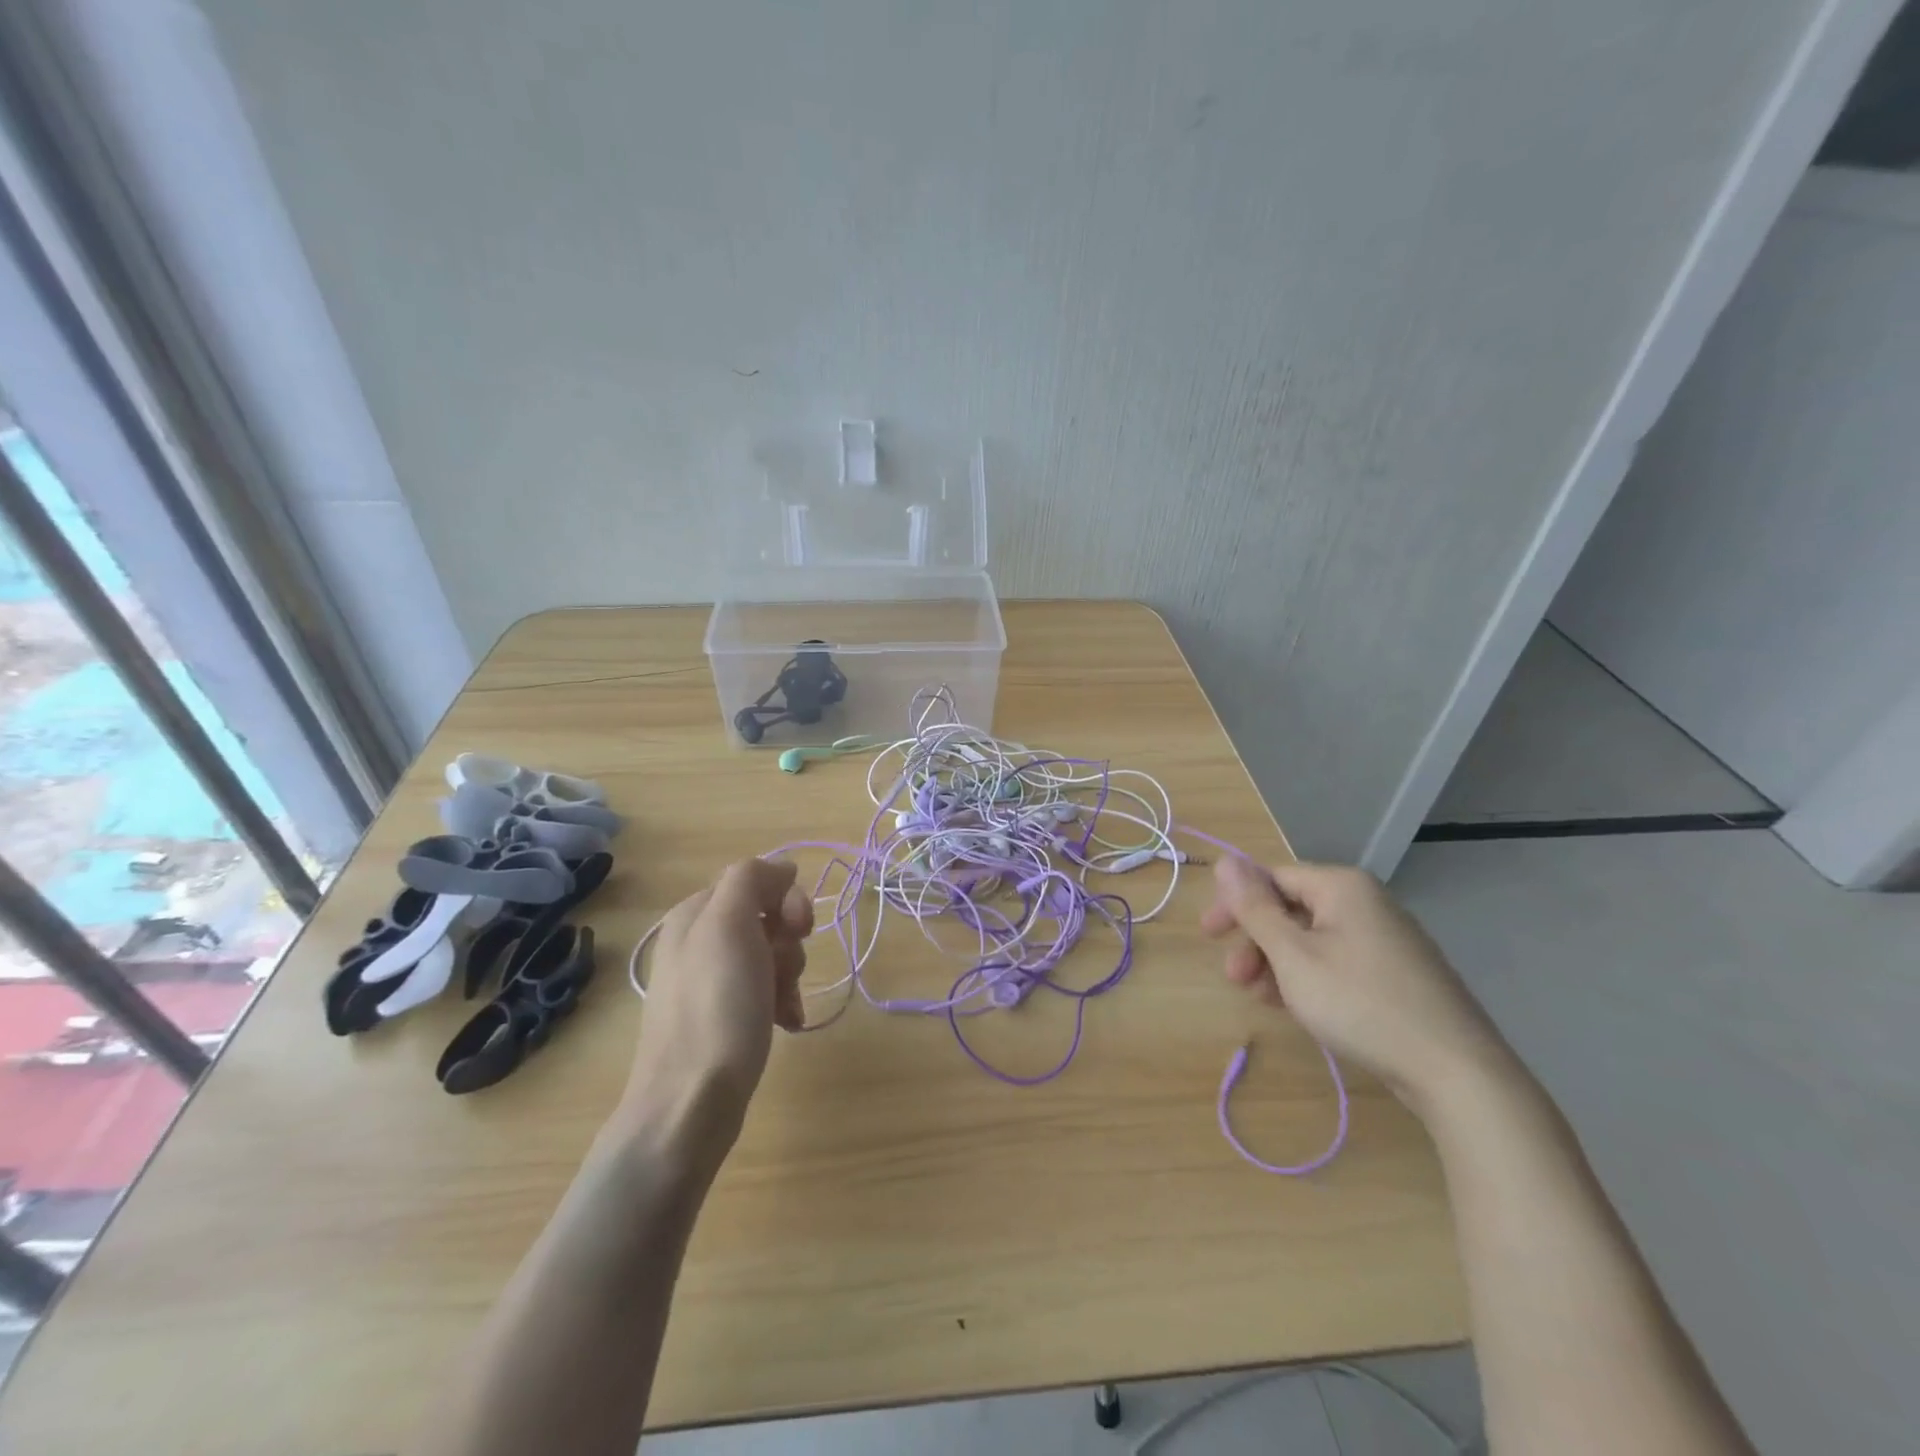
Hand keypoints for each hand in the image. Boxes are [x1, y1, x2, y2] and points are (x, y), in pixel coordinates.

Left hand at [617, 859, 812, 1172]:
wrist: (690, 1104)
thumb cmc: (716, 1009)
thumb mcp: (729, 926)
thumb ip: (751, 880)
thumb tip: (781, 868)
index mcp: (695, 913)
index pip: (756, 879)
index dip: (786, 898)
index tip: (800, 927)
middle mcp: (697, 941)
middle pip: (766, 918)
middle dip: (788, 942)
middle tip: (784, 971)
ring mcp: (708, 981)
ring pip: (769, 954)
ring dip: (788, 974)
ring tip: (784, 1005)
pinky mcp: (720, 1017)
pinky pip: (763, 989)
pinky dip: (781, 1001)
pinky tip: (787, 1023)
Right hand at [1200, 856, 1514, 1112]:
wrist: (1457, 1073)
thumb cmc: (1360, 1004)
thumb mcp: (1293, 955)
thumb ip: (1254, 908)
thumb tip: (1225, 861)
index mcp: (1342, 887)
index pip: (1272, 877)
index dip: (1236, 904)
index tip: (1209, 936)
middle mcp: (1366, 903)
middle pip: (1292, 908)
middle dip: (1256, 941)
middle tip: (1234, 977)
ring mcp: (1386, 939)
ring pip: (1313, 939)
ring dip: (1277, 963)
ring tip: (1260, 998)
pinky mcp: (1398, 974)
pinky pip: (1338, 961)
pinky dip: (1308, 977)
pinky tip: (1295, 1006)